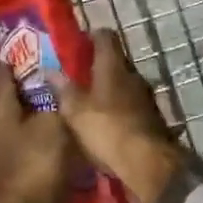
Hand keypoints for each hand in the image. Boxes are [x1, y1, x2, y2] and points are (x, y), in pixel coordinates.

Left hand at [0, 60, 77, 202]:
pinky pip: (0, 153)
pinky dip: (13, 148)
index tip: (16, 53)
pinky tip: (31, 150)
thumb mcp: (55, 128)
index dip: (9, 64)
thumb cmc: (36, 167)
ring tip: (30, 120)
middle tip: (20, 90)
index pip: (0, 78)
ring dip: (4, 123)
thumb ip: (54, 104)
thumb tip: (55, 86)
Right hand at [57, 29, 183, 202]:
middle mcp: (133, 76)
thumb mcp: (75, 111)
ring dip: (108, 92)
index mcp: (114, 66)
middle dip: (96, 68)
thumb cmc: (108, 129)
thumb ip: (63, 89)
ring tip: (87, 105)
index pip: (105, 37)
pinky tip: (104, 127)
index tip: (76, 46)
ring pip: (123, 87)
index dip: (90, 37)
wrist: (148, 166)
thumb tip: (50, 71)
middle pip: (114, 62)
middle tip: (74, 79)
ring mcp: (146, 99)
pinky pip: (130, 109)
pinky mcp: (152, 121)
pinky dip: (117, 112)